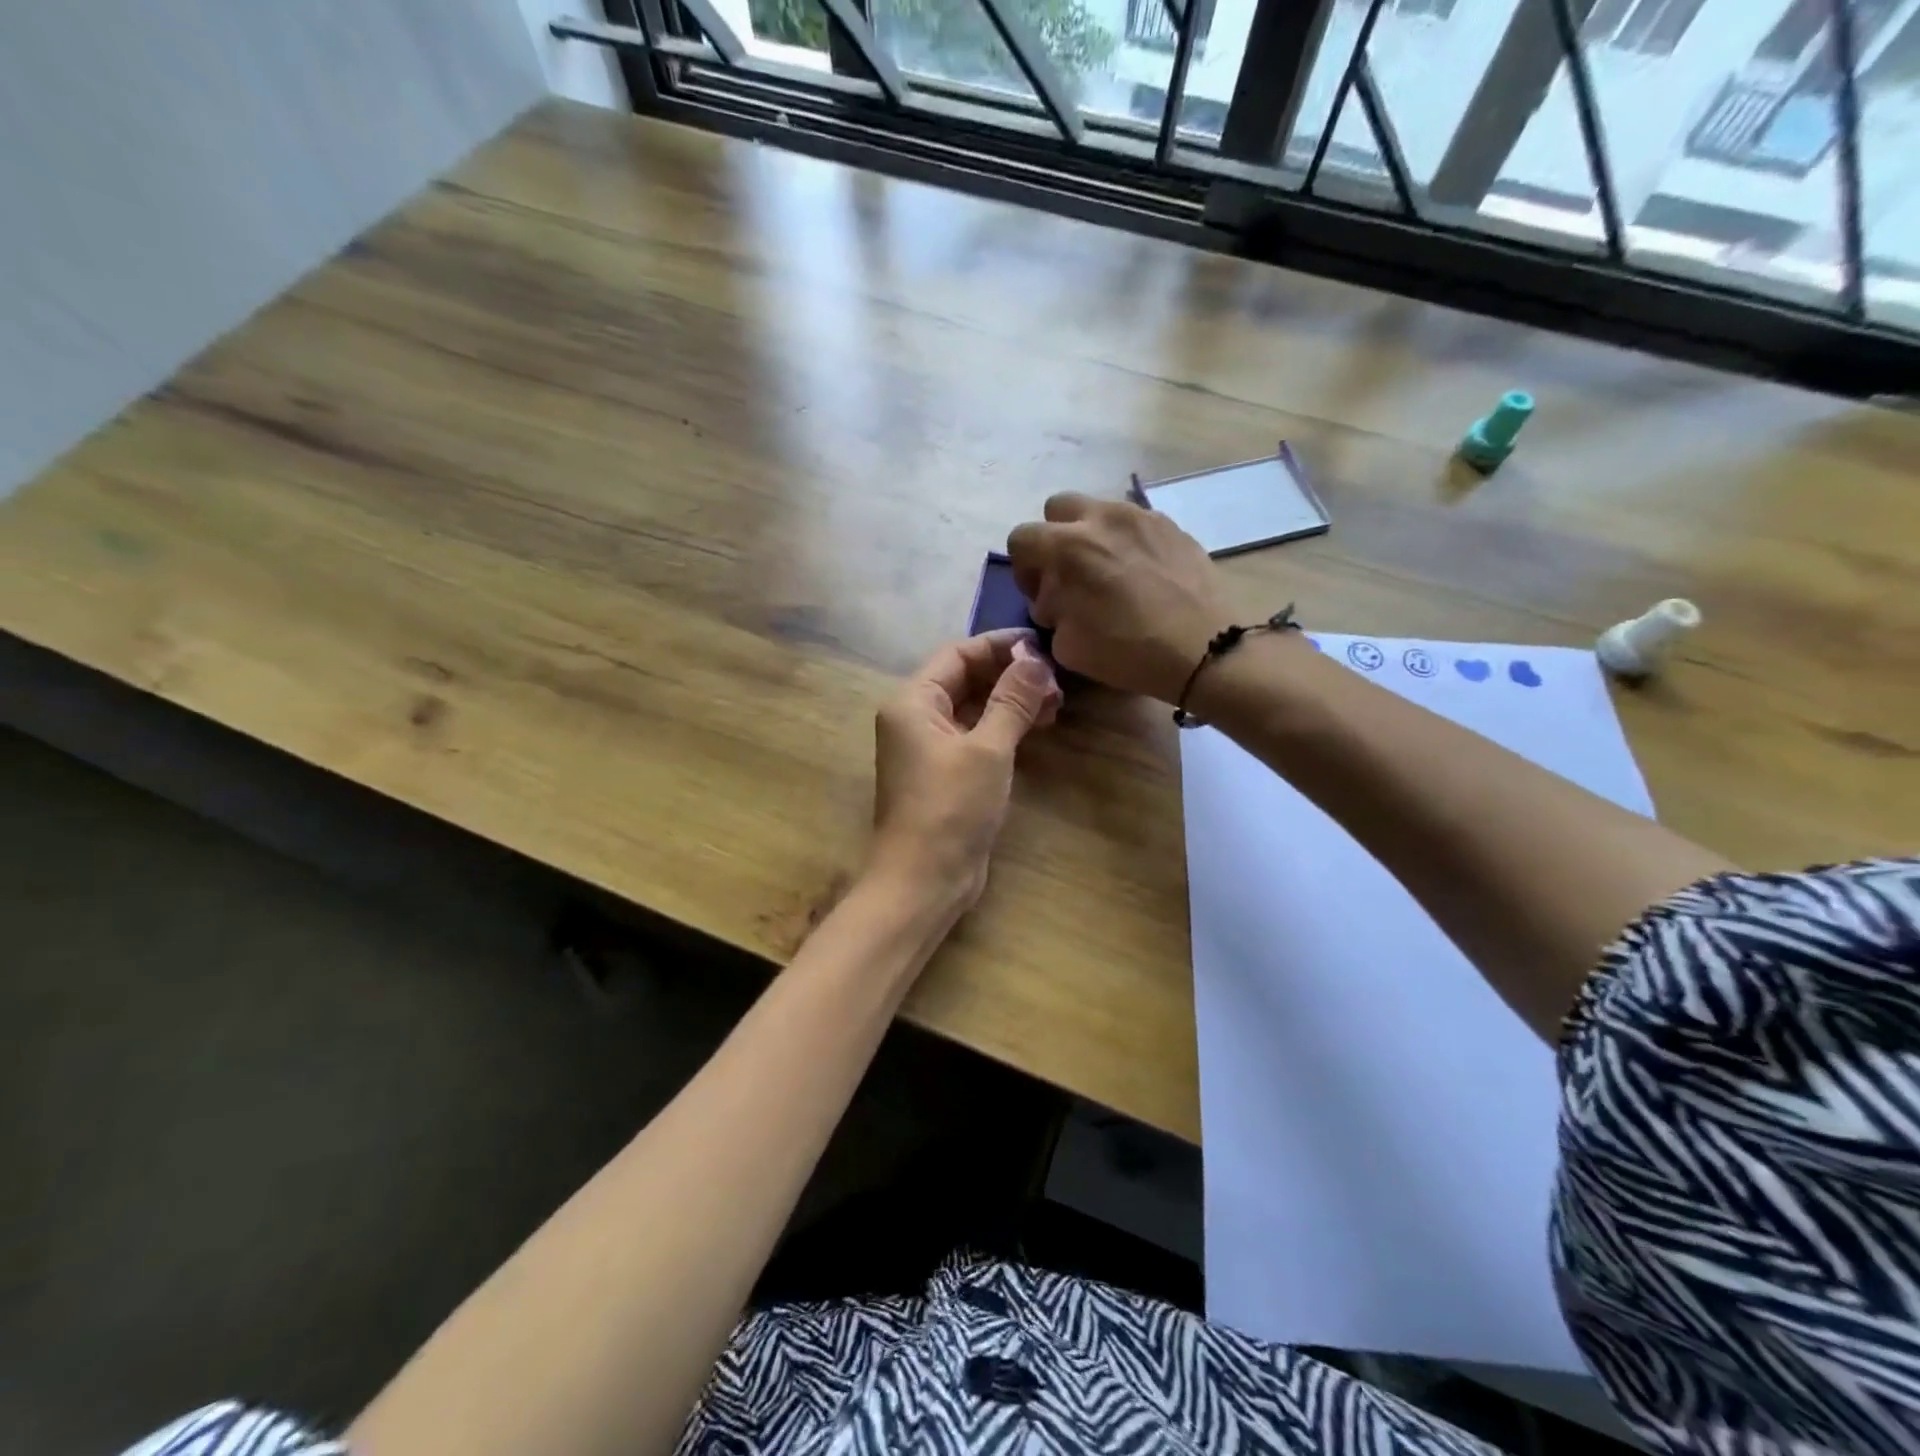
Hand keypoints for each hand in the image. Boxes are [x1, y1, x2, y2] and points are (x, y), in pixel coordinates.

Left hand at [871, 630, 1061, 915]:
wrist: (924, 879)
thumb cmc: (951, 807)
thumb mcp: (988, 749)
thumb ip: (1012, 700)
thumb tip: (1035, 658)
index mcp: (912, 701)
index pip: (958, 654)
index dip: (1000, 646)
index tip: (1043, 646)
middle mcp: (916, 718)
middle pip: (966, 679)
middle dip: (1010, 676)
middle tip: (1057, 681)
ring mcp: (930, 747)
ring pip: (974, 708)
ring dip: (1012, 702)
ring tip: (1056, 704)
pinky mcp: (946, 772)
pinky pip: (976, 735)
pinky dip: (1005, 728)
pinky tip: (1038, 727)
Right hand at [1007, 493, 1229, 702]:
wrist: (1205, 649)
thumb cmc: (1129, 651)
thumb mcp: (1067, 645)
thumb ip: (1051, 611)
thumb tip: (1055, 599)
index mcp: (1069, 547)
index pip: (1022, 537)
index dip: (1024, 568)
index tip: (1041, 594)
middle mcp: (1102, 518)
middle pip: (1058, 508)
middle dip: (1055, 537)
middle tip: (1069, 573)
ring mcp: (1141, 516)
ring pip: (1099, 511)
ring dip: (1092, 536)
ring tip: (1109, 574)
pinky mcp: (1172, 525)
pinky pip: (1135, 523)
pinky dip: (1127, 542)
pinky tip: (1141, 576)